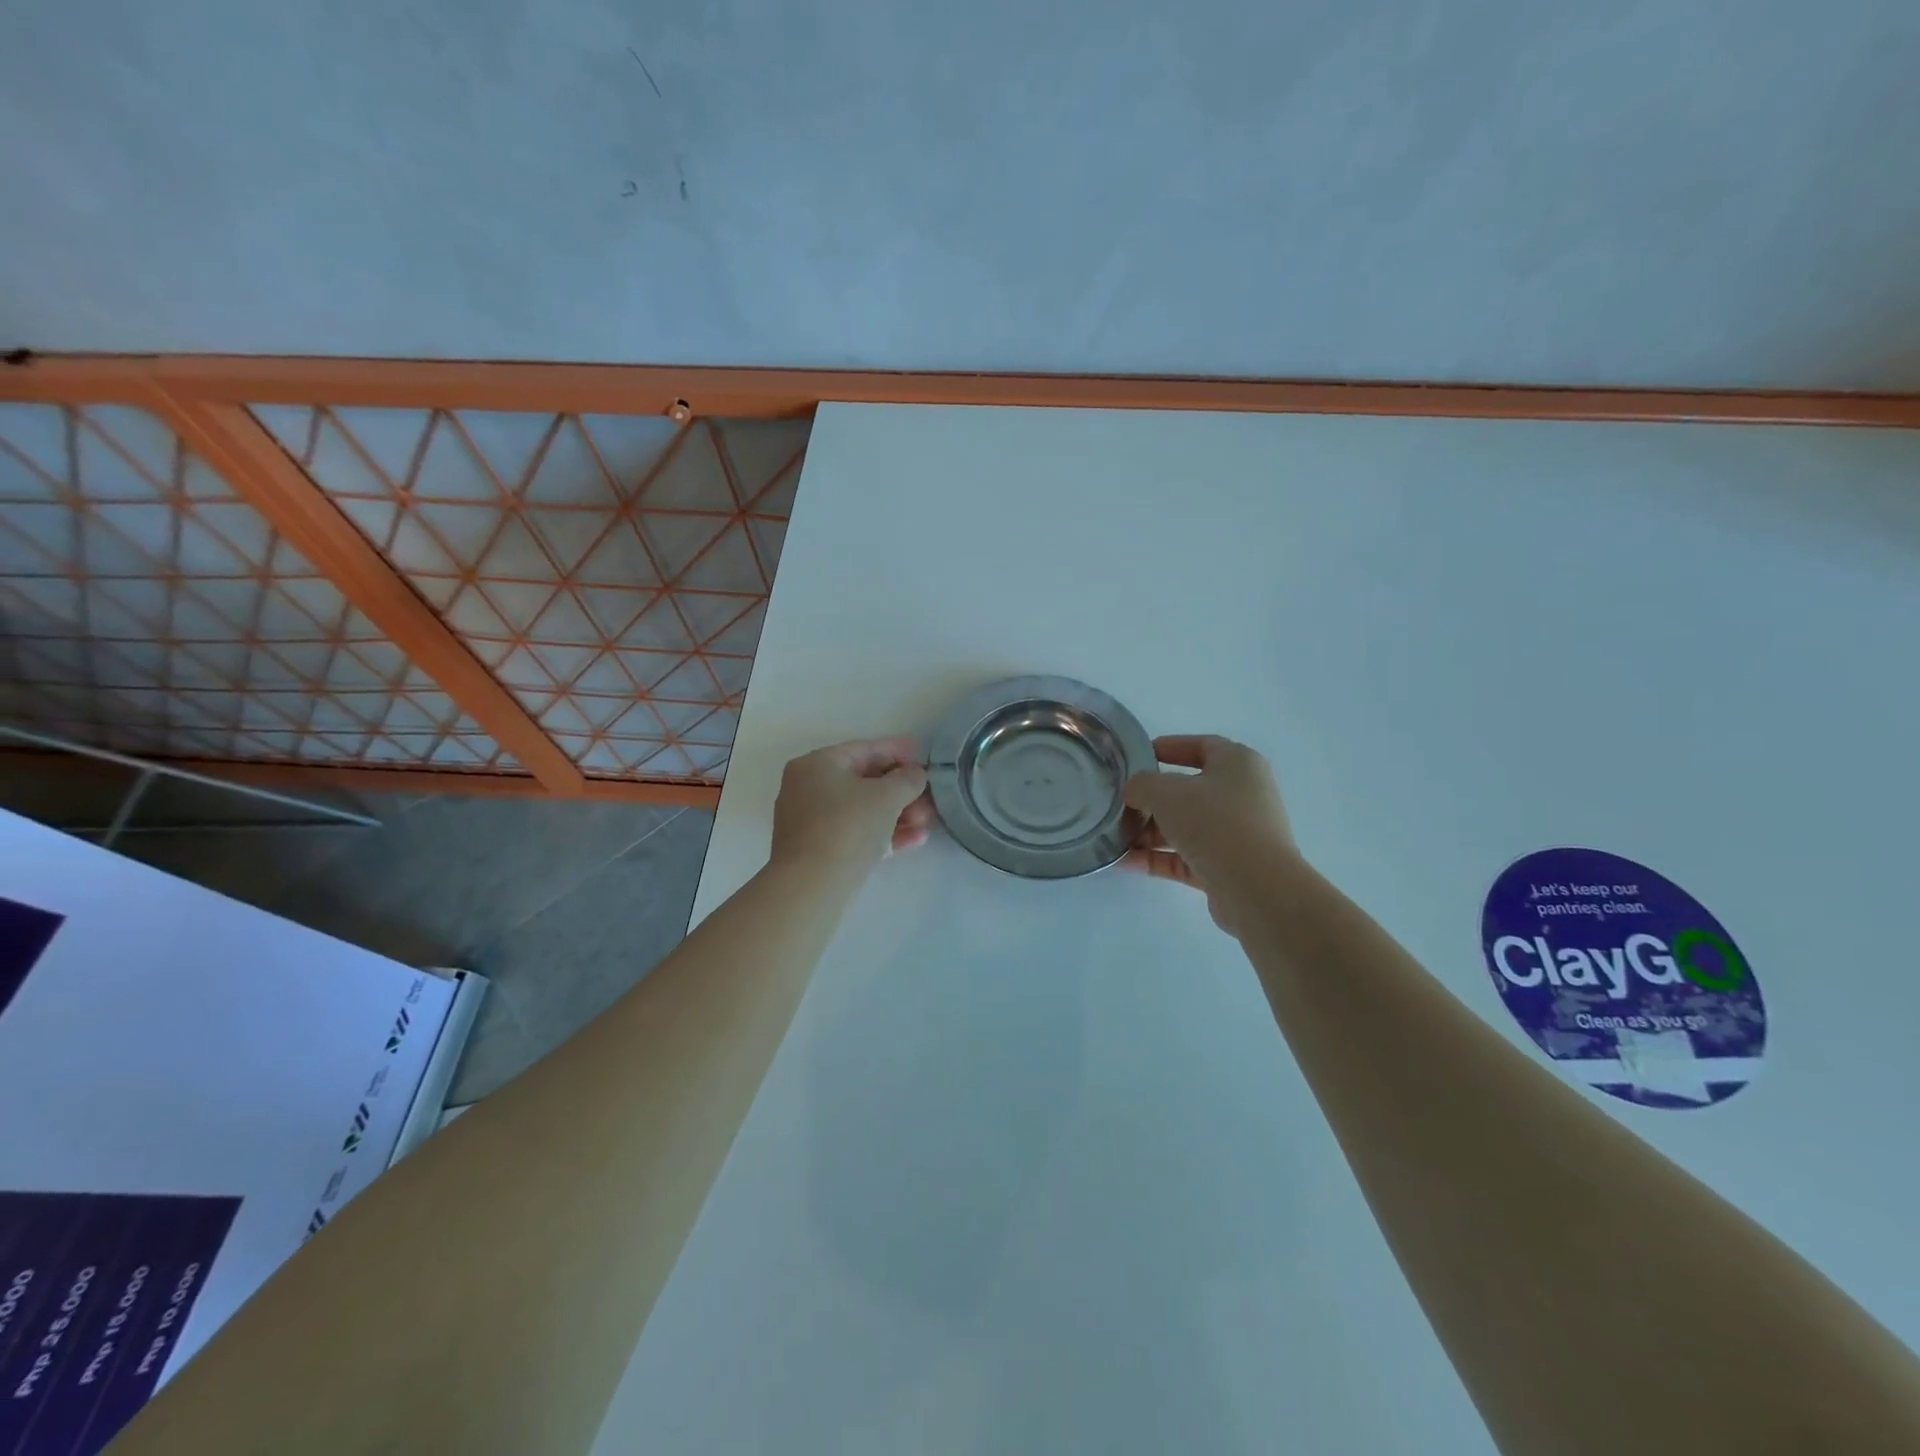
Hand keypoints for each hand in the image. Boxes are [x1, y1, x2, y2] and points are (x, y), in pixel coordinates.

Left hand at [770, 737, 934, 871]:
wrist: (813, 885)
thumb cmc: (848, 826)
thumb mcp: (886, 796)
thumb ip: (907, 779)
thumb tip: (915, 774)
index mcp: (816, 765)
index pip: (863, 750)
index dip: (896, 750)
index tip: (921, 753)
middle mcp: (808, 788)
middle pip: (864, 782)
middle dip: (902, 790)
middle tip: (930, 796)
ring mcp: (811, 822)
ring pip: (863, 810)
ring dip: (898, 813)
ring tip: (927, 821)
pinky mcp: (819, 850)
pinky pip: (857, 833)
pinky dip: (884, 832)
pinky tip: (915, 839)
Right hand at [1122, 735, 1295, 935]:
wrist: (1256, 887)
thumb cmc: (1214, 822)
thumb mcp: (1166, 792)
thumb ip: (1141, 785)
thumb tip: (1134, 794)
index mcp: (1238, 764)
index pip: (1200, 746)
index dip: (1168, 747)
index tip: (1136, 758)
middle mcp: (1242, 795)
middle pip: (1188, 790)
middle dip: (1151, 799)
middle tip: (1121, 804)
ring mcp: (1237, 833)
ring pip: (1186, 826)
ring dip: (1150, 832)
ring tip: (1116, 838)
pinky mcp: (1228, 867)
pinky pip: (1186, 857)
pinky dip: (1158, 858)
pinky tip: (1126, 862)